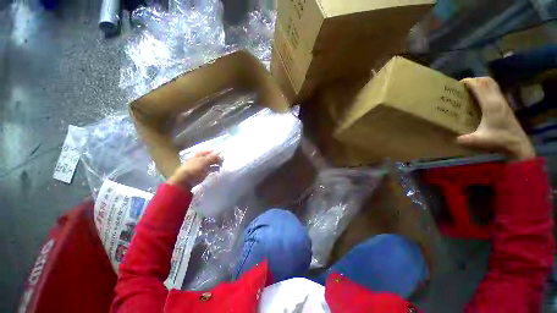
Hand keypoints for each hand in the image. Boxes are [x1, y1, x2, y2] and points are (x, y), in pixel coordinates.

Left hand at [168, 150, 222, 188]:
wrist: (186, 180)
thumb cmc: (195, 168)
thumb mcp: (205, 161)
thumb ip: (213, 157)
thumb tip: (221, 155)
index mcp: (199, 154)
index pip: (209, 151)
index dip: (215, 152)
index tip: (222, 155)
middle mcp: (200, 159)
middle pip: (210, 157)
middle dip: (216, 158)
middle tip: (223, 161)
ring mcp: (201, 166)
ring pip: (211, 163)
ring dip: (216, 164)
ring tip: (221, 166)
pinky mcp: (202, 173)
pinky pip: (210, 169)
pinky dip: (214, 169)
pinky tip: (218, 170)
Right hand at [457, 77, 534, 160]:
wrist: (519, 144)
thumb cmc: (499, 140)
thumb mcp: (479, 141)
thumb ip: (465, 139)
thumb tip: (453, 139)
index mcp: (490, 104)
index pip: (479, 86)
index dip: (469, 82)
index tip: (458, 84)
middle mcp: (497, 99)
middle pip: (487, 81)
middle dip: (475, 80)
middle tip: (463, 86)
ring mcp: (503, 101)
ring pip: (492, 84)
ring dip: (481, 83)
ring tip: (471, 89)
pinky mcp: (505, 105)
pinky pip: (494, 90)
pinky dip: (486, 88)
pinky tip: (480, 97)